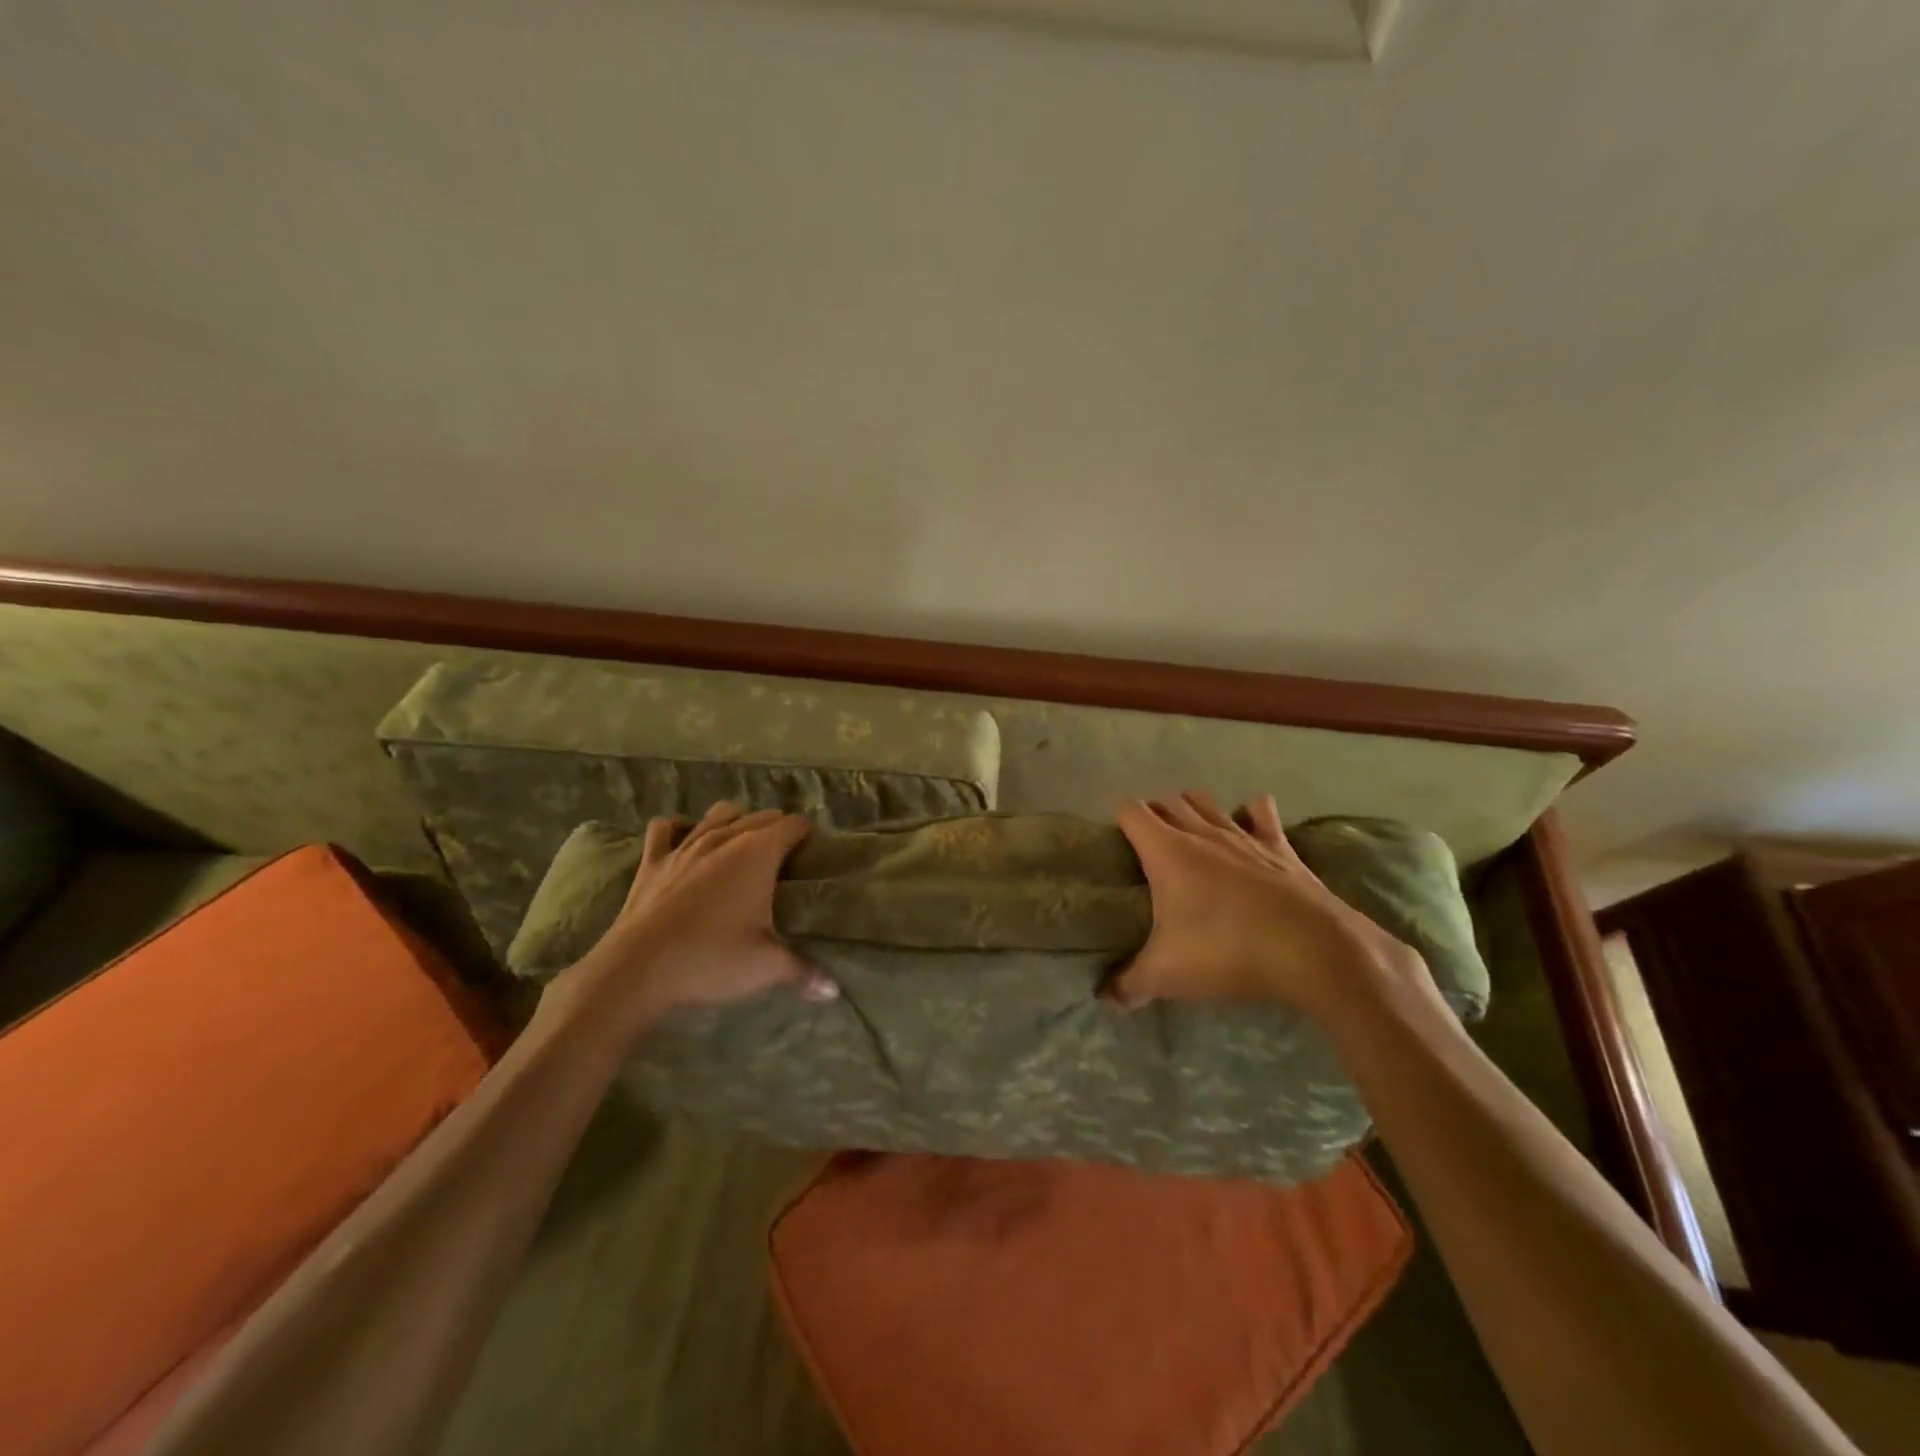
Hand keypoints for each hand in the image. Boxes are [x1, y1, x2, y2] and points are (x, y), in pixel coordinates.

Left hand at [547, 802, 837, 1052]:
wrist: (638, 970)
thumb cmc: (712, 959)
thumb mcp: (766, 967)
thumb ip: (803, 972)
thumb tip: (834, 991)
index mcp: (759, 853)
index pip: (793, 825)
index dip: (805, 834)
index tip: (812, 852)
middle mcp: (725, 838)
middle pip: (761, 816)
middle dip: (776, 828)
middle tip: (785, 856)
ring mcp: (686, 845)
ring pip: (718, 814)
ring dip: (734, 821)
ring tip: (742, 842)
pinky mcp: (653, 861)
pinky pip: (665, 828)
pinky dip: (679, 828)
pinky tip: (685, 839)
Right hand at [1107, 790, 1431, 1017]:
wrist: (1314, 951)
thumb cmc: (1227, 952)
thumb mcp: (1167, 975)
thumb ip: (1129, 983)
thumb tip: (1106, 997)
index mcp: (1167, 850)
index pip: (1131, 811)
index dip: (1120, 822)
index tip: (1119, 847)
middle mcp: (1202, 832)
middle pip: (1168, 800)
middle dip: (1154, 815)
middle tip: (1148, 848)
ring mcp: (1244, 835)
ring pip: (1208, 802)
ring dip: (1193, 809)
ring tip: (1188, 834)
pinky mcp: (1281, 847)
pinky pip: (1261, 813)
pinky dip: (1250, 813)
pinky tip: (1248, 825)